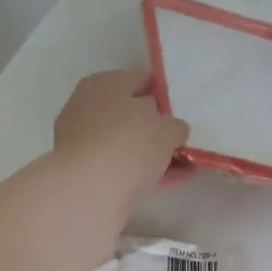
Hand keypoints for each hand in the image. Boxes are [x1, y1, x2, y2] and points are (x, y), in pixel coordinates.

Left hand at [52, 69, 188, 207]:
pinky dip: (145, 172)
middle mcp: (88, 108)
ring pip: (128, 144)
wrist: (88, 190)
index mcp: (104, 84)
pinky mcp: (86, 172)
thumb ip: (174, 126)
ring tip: (186, 166)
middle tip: (183, 140)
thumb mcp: (166, 129)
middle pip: (132, 115)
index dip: (165, 94)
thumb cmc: (129, 143)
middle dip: (158, 128)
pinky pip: (123, 167)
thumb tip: (172, 130)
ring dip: (155, 154)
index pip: (140, 80)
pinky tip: (172, 181)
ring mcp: (84, 142)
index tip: (183, 111)